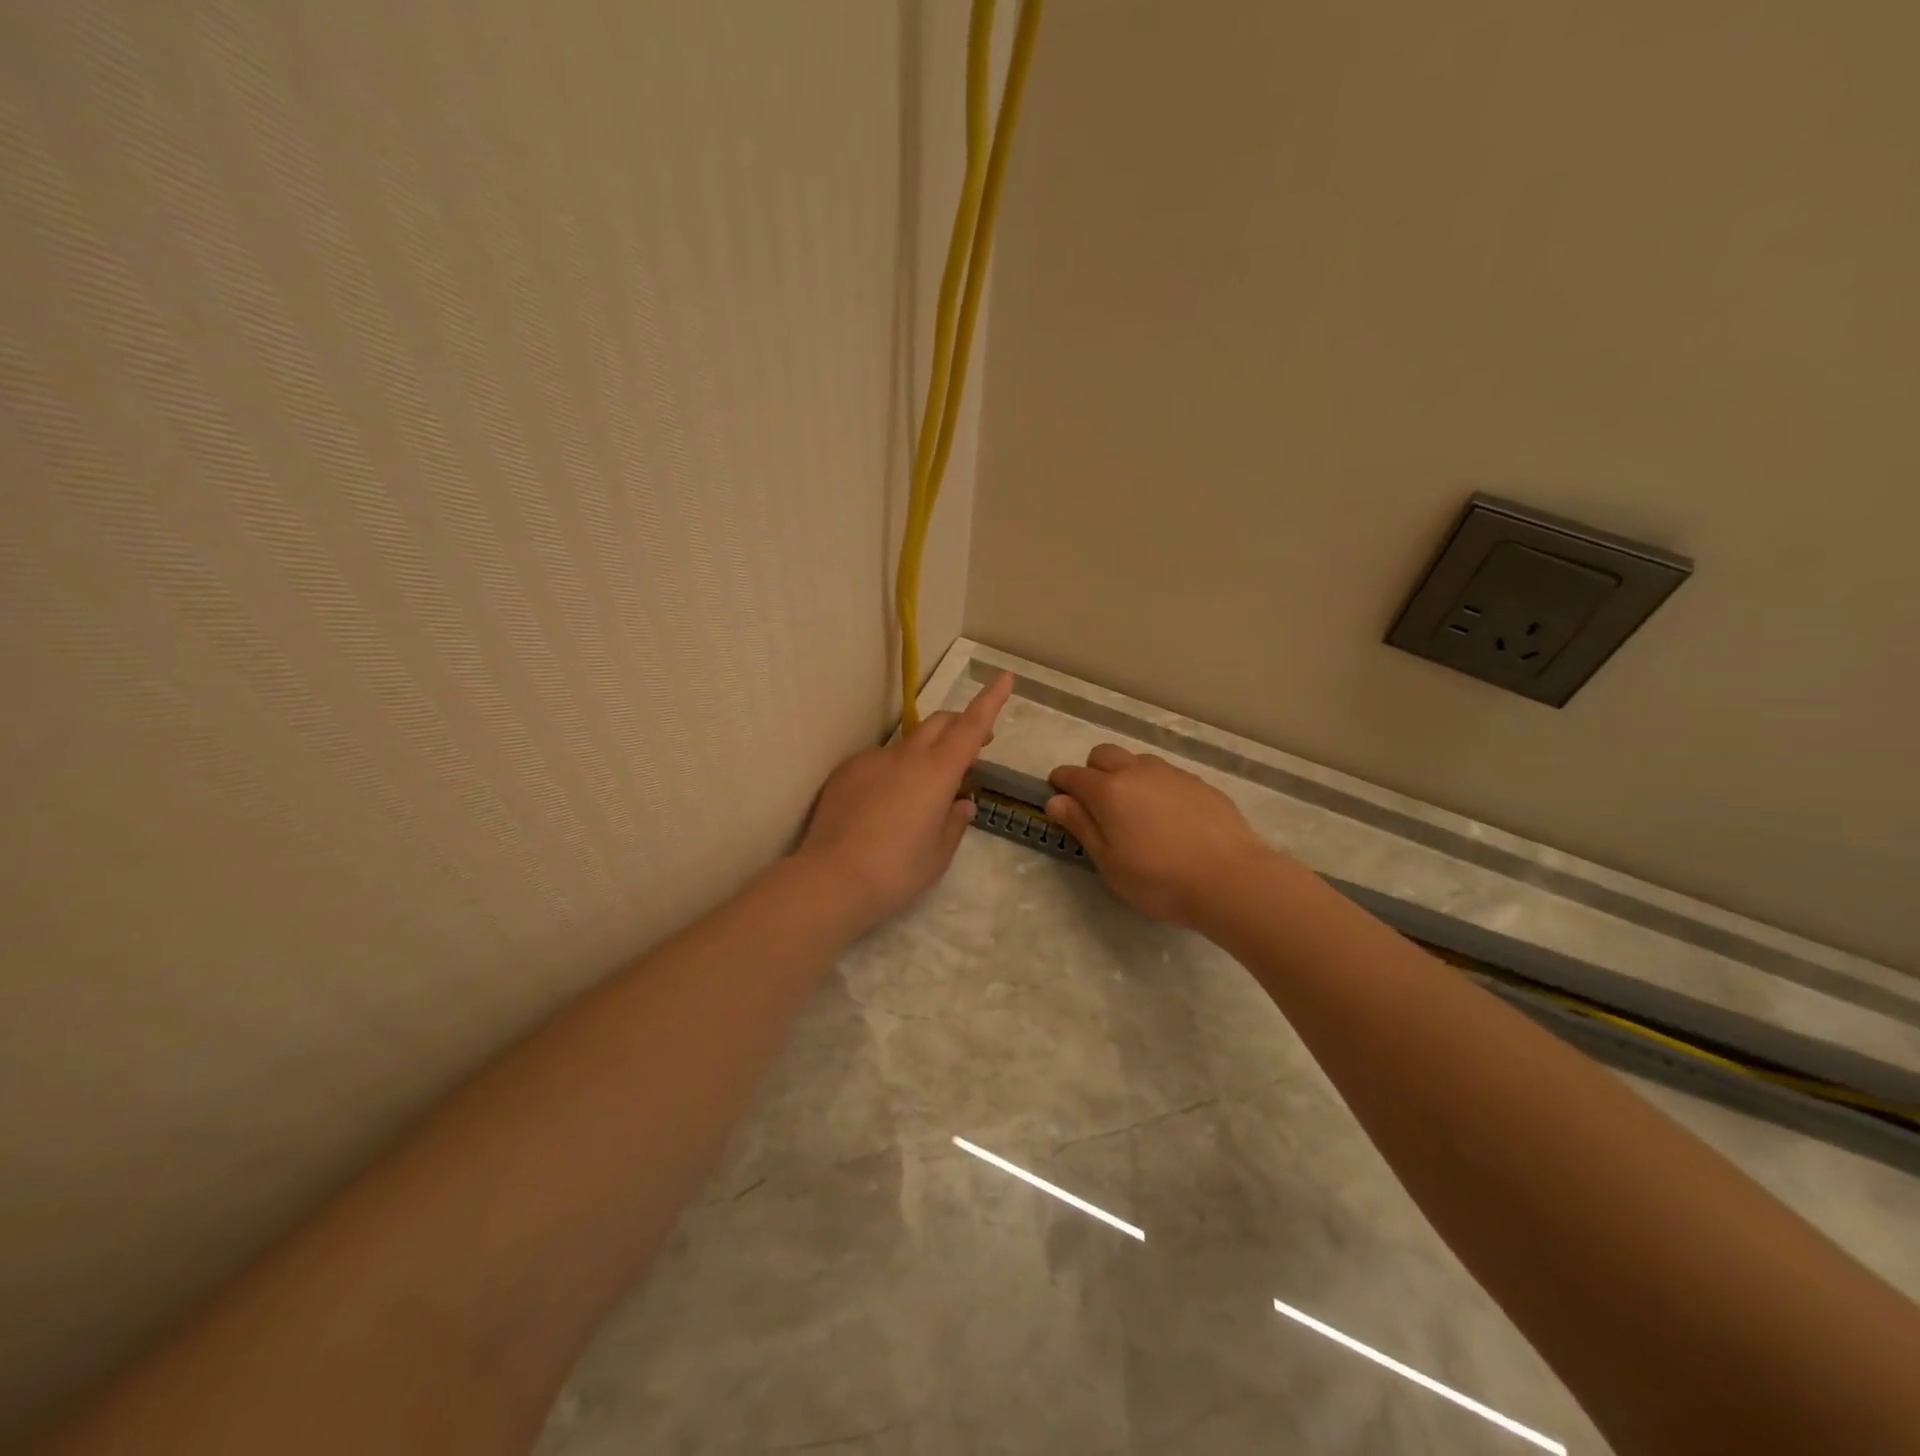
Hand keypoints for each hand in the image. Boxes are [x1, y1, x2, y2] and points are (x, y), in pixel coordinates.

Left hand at [793, 672, 1014, 934]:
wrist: (831, 879)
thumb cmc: (897, 871)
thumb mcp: (939, 853)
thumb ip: (955, 822)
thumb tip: (962, 803)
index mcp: (938, 772)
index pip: (971, 726)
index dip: (990, 700)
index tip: (1004, 677)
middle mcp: (905, 756)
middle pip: (939, 722)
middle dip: (960, 724)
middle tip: (973, 746)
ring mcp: (871, 760)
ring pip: (906, 743)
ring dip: (924, 753)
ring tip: (921, 792)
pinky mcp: (845, 772)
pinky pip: (878, 761)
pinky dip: (892, 771)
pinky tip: (883, 805)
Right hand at [1046, 745, 1277, 926]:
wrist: (1231, 879)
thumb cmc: (1159, 879)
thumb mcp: (1109, 862)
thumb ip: (1082, 826)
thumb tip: (1057, 800)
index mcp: (1108, 790)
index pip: (1072, 775)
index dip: (1060, 782)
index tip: (1058, 795)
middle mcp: (1137, 772)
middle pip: (1103, 755)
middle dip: (1092, 771)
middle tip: (1097, 805)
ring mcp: (1172, 774)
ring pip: (1137, 761)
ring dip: (1126, 775)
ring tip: (1135, 810)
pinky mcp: (1200, 784)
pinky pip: (1167, 775)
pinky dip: (1156, 787)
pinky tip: (1169, 817)